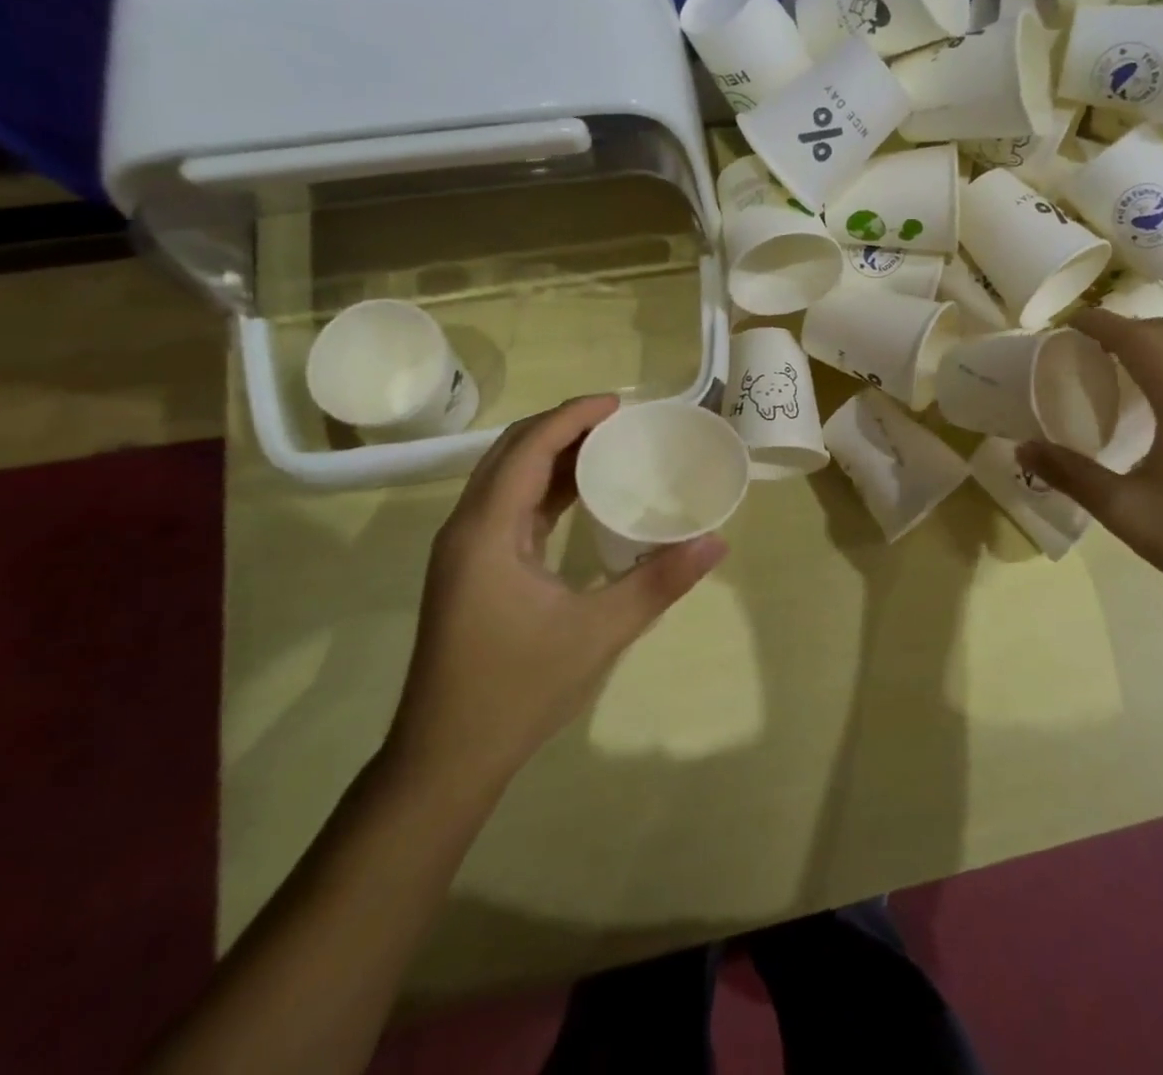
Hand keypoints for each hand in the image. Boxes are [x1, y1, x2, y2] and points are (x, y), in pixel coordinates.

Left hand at [386, 395, 727, 792]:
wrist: (446, 759)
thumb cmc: (517, 690)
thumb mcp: (598, 633)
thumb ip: (659, 582)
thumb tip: (717, 542)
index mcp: (487, 531)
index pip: (528, 448)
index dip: (572, 416)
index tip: (620, 404)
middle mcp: (468, 528)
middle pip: (512, 452)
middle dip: (563, 426)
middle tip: (619, 419)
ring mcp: (466, 550)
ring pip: (508, 478)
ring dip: (553, 454)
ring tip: (608, 444)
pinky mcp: (473, 569)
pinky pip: (510, 506)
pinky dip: (546, 487)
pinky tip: (582, 493)